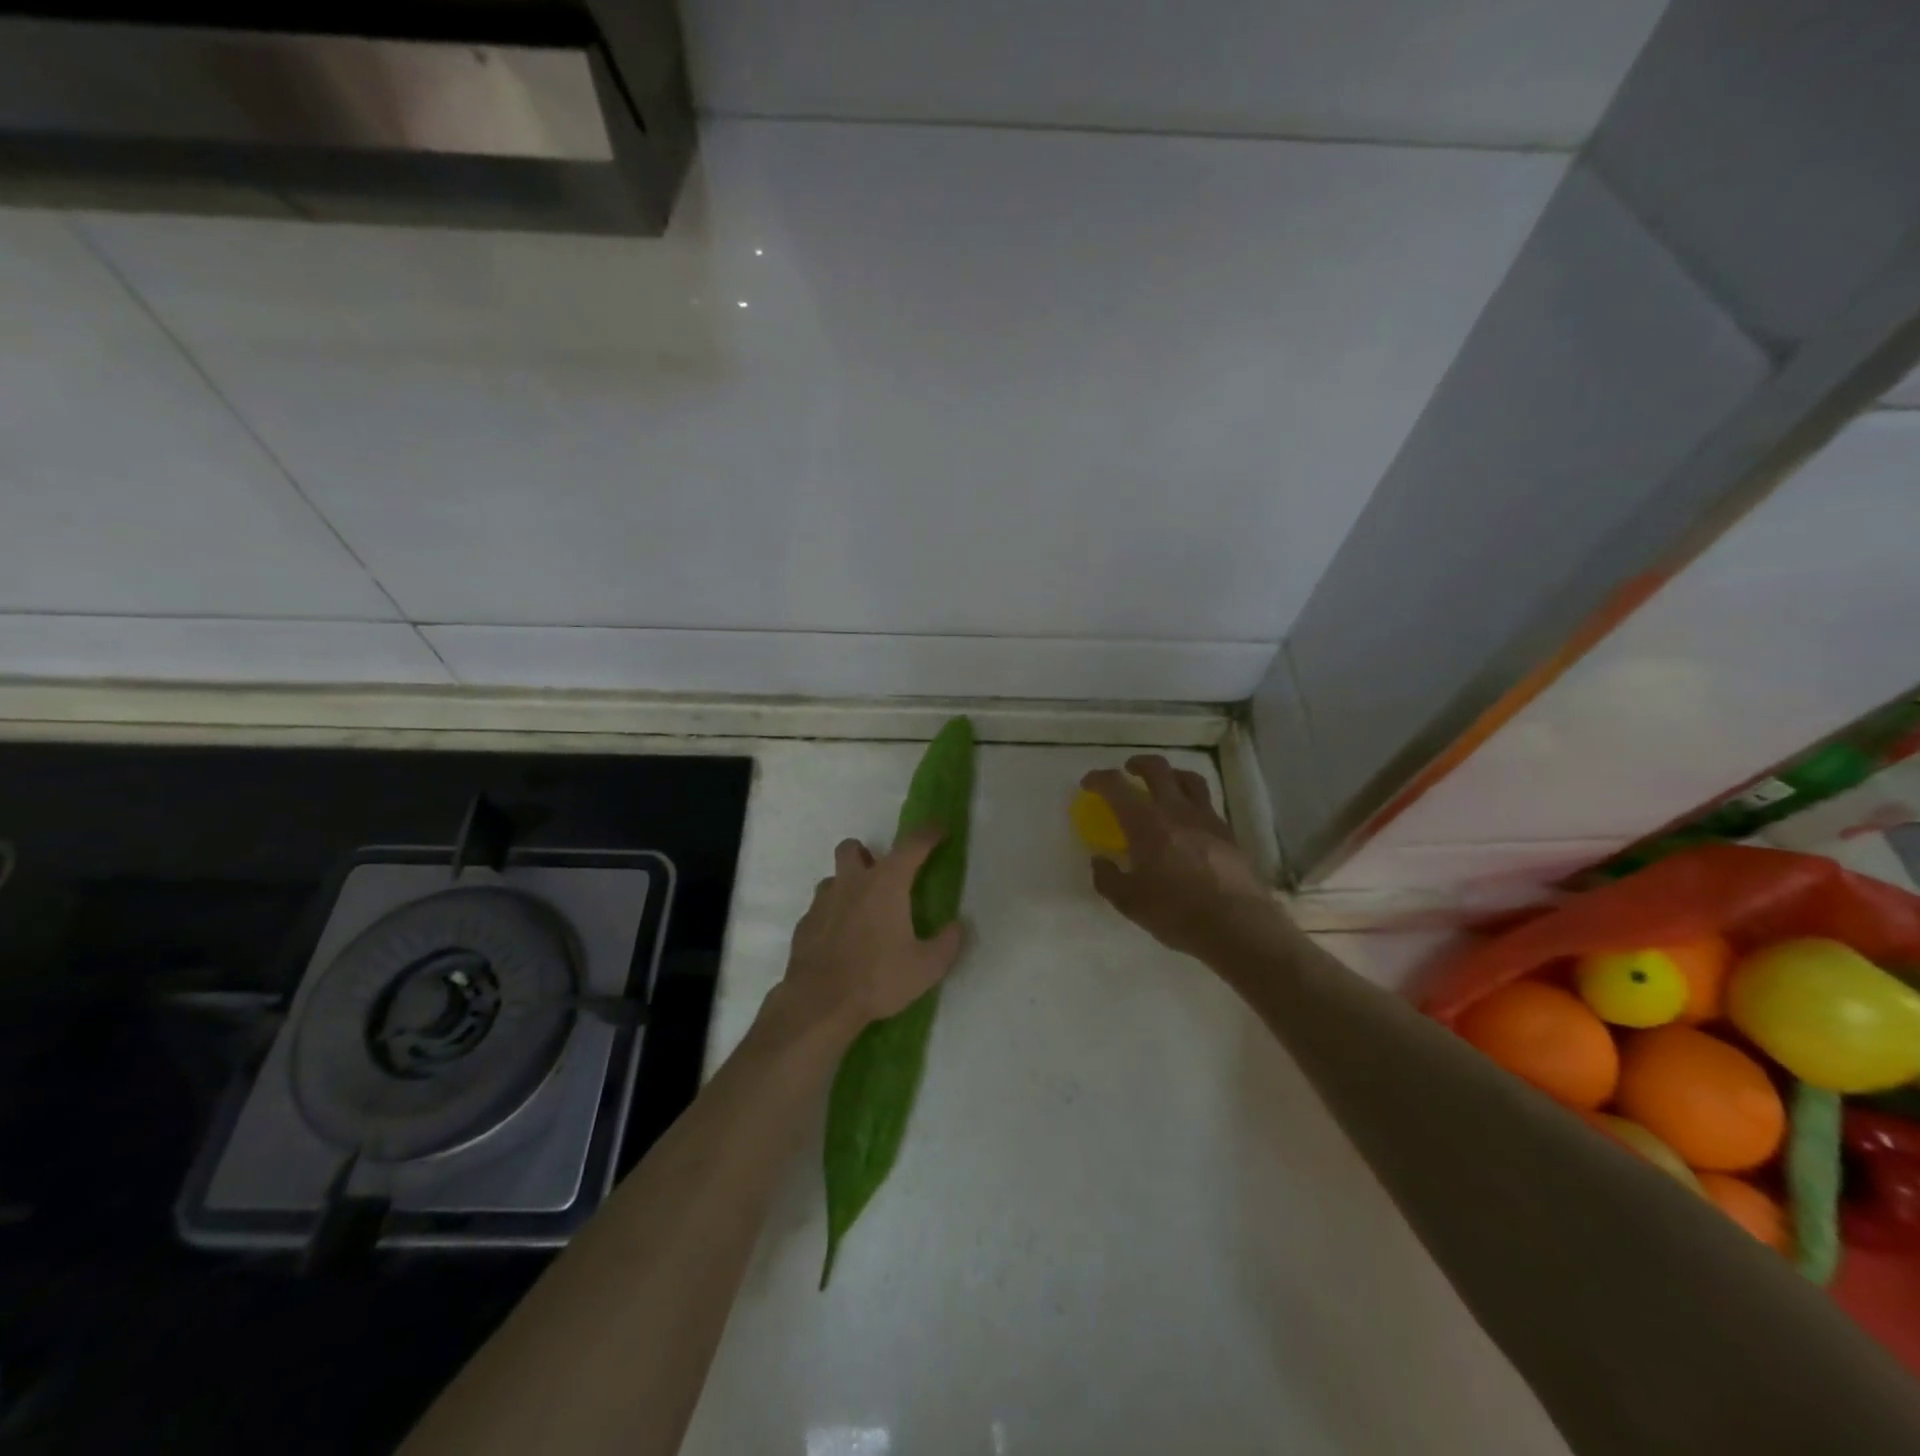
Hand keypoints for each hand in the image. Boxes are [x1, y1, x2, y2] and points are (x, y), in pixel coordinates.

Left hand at [777, 827, 964, 1036]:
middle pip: (852, 848)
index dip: (928, 834)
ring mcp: (822, 902)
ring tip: (861, 913)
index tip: (940, 829)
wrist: (819, 1004)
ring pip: (833, 878)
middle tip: (882, 876)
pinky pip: (820, 909)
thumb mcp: (926, 967)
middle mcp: (851, 883)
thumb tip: (957, 926)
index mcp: (886, 884)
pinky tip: (841, 941)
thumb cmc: (877, 978)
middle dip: (867, 854)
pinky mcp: (804, 925)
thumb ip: (946, 943)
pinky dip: (832, 916)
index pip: (912, 845)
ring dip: (847, 886)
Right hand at [1081, 756, 1279, 962]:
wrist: (1236, 924)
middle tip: (1128, 771)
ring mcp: (1205, 818)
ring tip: (1164, 785)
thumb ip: (1108, 877)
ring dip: (1171, 774)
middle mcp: (1175, 810)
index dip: (1098, 779)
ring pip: (1188, 778)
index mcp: (1145, 823)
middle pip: (1157, 768)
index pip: (1116, 786)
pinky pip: (1207, 803)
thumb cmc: (1176, 912)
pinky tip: (1189, 820)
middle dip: (1138, 764)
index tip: (1089, 783)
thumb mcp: (1129, 902)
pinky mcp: (1227, 831)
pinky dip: (1192, 800)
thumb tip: (1100, 861)